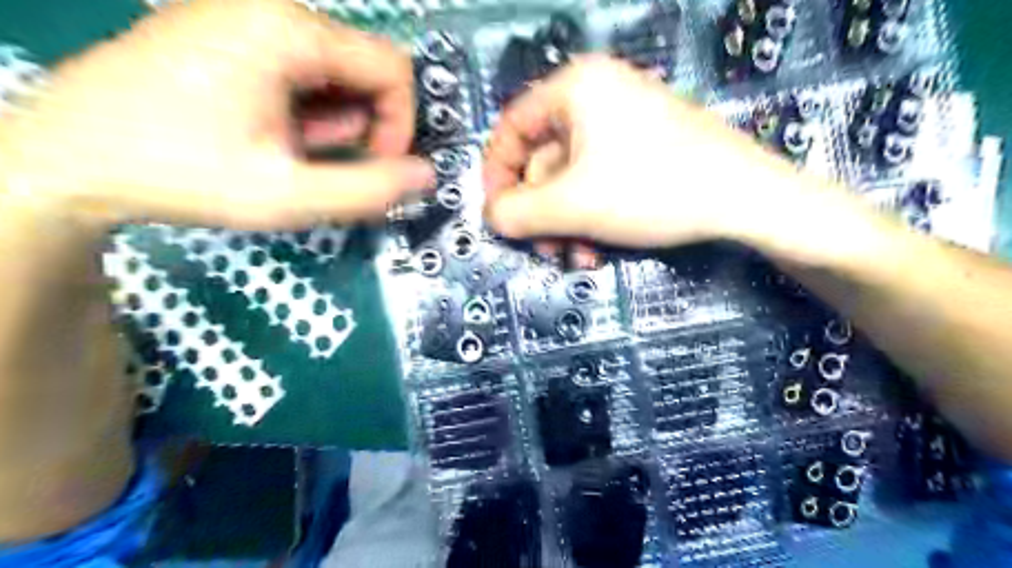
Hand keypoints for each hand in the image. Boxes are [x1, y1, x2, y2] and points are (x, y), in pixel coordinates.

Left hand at [1, 0, 429, 229]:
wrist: (67, 158)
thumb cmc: (183, 174)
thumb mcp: (289, 196)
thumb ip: (370, 189)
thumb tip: (427, 175)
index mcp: (288, 30)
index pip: (393, 68)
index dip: (401, 124)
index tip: (375, 166)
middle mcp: (270, 7)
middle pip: (364, 67)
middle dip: (362, 125)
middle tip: (320, 164)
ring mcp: (245, 15)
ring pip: (334, 71)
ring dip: (332, 121)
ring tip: (288, 151)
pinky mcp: (229, 32)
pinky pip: (300, 69)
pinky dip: (305, 109)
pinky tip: (272, 134)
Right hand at [482, 56, 806, 248]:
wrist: (745, 200)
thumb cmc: (651, 190)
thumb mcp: (572, 205)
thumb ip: (517, 212)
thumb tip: (491, 216)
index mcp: (575, 88)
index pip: (511, 129)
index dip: (497, 176)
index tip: (497, 216)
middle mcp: (596, 95)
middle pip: (542, 160)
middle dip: (541, 214)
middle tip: (544, 250)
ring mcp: (622, 121)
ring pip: (570, 178)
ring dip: (565, 223)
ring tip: (576, 256)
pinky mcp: (642, 147)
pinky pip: (597, 180)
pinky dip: (589, 215)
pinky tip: (598, 246)